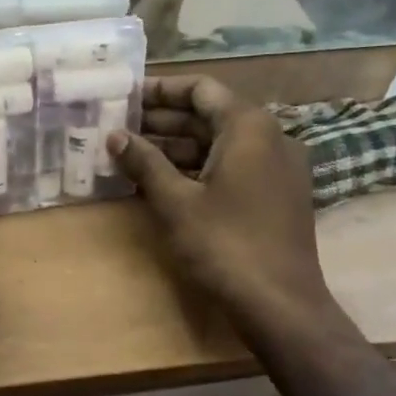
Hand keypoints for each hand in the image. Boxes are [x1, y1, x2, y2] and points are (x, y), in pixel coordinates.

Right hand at [107, 76, 338, 334]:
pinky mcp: (275, 197)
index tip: (126, 97)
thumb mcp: (175, 202)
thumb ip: (144, 162)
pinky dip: (197, 169)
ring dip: (176, 147)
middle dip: (163, 121)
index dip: (161, 90)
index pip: (201, 89)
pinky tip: (162, 182)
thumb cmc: (224, 245)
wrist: (280, 305)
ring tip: (131, 153)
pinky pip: (232, 168)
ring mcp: (276, 169)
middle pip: (210, 116)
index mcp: (249, 127)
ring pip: (219, 145)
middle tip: (119, 126)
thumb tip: (114, 135)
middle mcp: (270, 138)